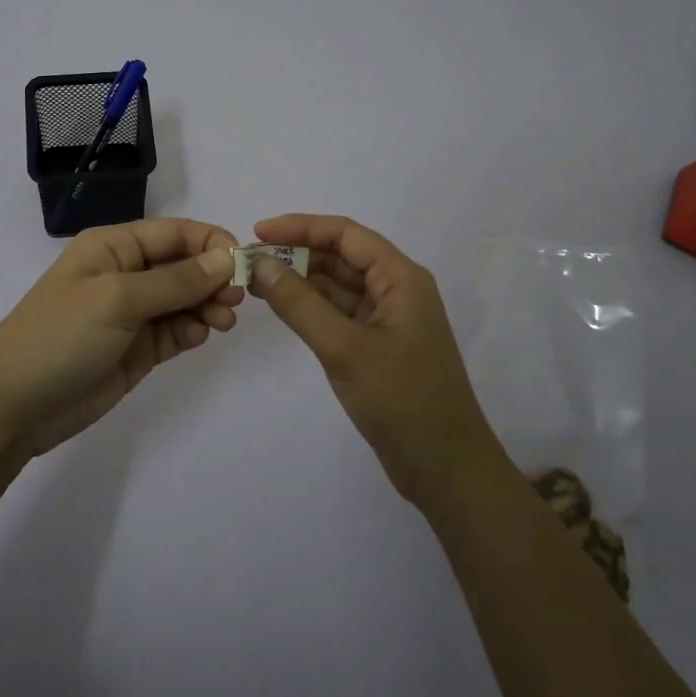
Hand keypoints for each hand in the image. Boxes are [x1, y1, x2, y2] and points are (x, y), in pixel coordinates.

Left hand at [0, 219, 243, 459]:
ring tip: (223, 322)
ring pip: (185, 299)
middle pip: (184, 264)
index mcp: (114, 247)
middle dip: (213, 277)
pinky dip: (193, 330)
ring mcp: (131, 313)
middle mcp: (125, 274)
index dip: (211, 242)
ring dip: (208, 305)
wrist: (13, 407)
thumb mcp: (117, 299)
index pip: (174, 232)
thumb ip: (175, 280)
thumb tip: (225, 257)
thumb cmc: (60, 336)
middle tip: (236, 300)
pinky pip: (176, 330)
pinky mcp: (137, 349)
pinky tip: (200, 336)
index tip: (243, 263)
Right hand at [248, 214, 497, 507]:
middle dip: (296, 253)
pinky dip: (310, 307)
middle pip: (341, 256)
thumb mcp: (345, 349)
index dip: (301, 227)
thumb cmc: (402, 400)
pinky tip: (281, 307)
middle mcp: (397, 289)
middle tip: (249, 261)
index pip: (346, 235)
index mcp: (401, 278)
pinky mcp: (378, 345)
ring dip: (300, 280)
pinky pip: (339, 312)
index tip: (257, 232)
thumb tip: (261, 265)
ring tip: (256, 281)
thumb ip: (300, 304)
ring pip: (338, 285)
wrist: (446, 468)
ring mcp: (388, 319)